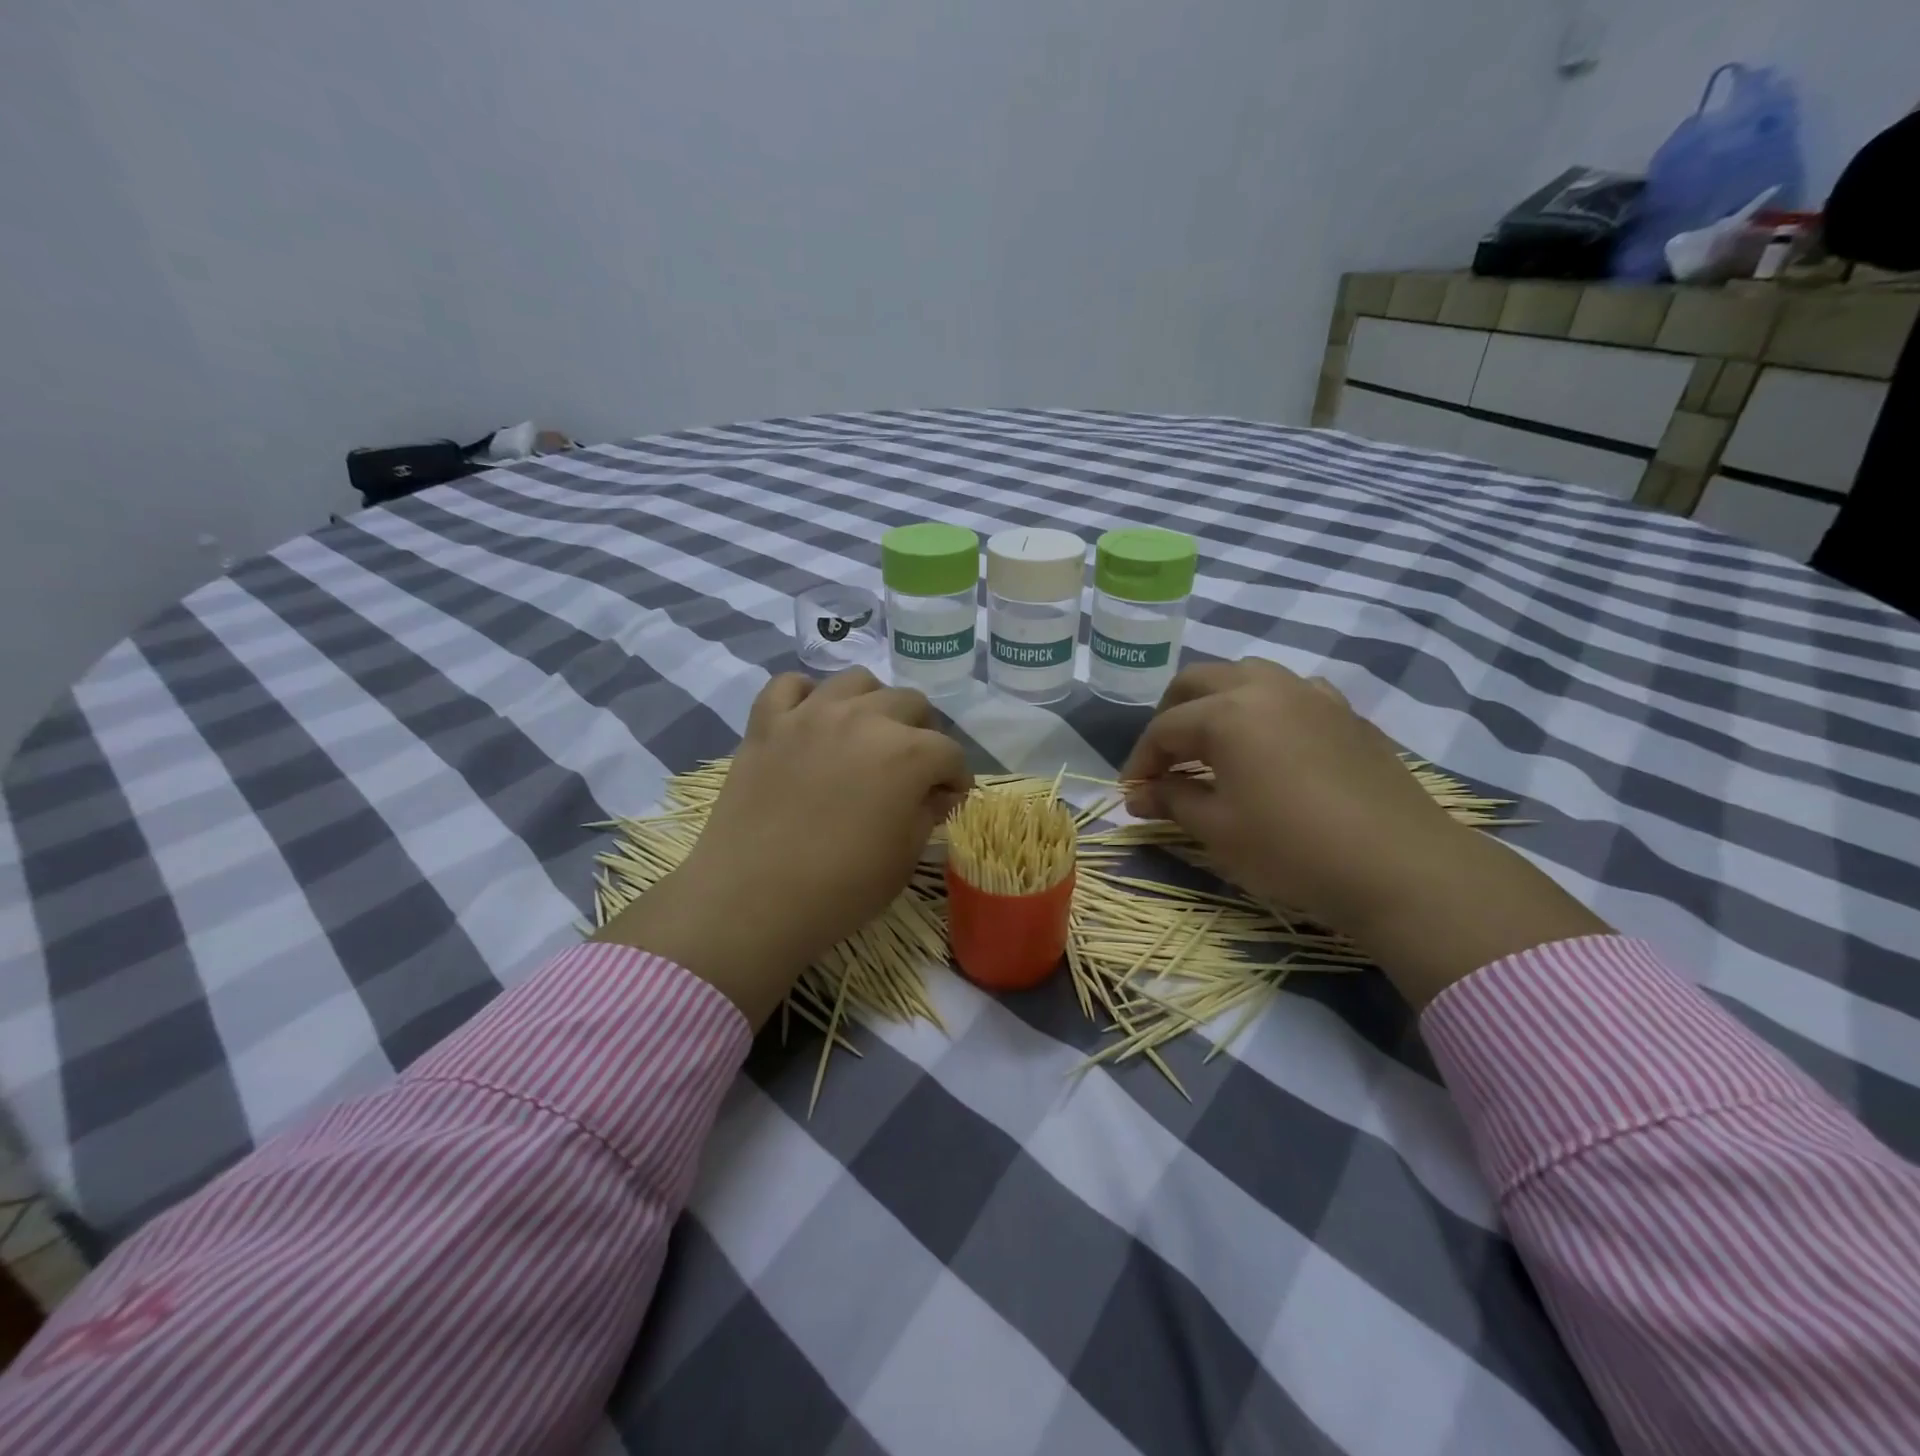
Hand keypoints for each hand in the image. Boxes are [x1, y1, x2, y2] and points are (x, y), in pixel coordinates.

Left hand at [597, 669, 970, 1025]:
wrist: (752, 900)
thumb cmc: (840, 888)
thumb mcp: (903, 858)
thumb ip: (926, 813)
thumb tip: (936, 793)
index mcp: (907, 754)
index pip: (949, 752)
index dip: (956, 777)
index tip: (948, 798)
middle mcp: (863, 718)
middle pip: (909, 703)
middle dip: (922, 734)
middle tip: (911, 768)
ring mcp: (810, 714)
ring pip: (856, 681)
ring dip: (872, 704)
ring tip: (866, 735)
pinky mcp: (767, 723)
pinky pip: (789, 685)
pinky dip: (805, 696)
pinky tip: (810, 720)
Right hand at [1120, 659, 1607, 1005]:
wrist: (1398, 866)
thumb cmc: (1291, 848)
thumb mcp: (1218, 829)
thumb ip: (1172, 800)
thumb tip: (1137, 794)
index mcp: (1227, 713)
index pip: (1164, 728)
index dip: (1141, 761)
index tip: (1132, 793)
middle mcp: (1265, 688)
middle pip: (1198, 681)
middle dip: (1171, 716)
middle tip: (1165, 759)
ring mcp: (1311, 695)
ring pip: (1246, 675)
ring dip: (1216, 702)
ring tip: (1212, 745)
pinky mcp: (1345, 713)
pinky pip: (1291, 692)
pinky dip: (1265, 707)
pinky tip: (1270, 743)